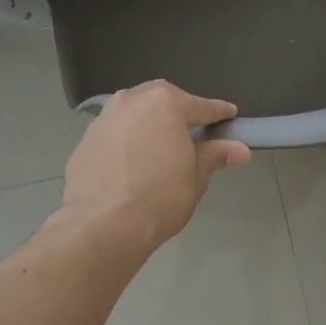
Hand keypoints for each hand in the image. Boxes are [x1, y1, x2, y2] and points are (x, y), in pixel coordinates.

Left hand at [59, 80, 251, 251]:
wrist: (102, 224)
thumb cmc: (159, 198)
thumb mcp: (195, 177)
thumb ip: (215, 155)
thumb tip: (240, 149)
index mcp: (165, 104)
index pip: (201, 105)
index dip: (219, 112)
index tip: (231, 116)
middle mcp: (132, 101)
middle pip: (162, 100)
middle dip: (178, 111)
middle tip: (192, 130)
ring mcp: (104, 118)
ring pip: (134, 112)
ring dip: (149, 122)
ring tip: (160, 143)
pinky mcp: (85, 139)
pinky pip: (115, 131)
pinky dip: (127, 139)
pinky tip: (132, 160)